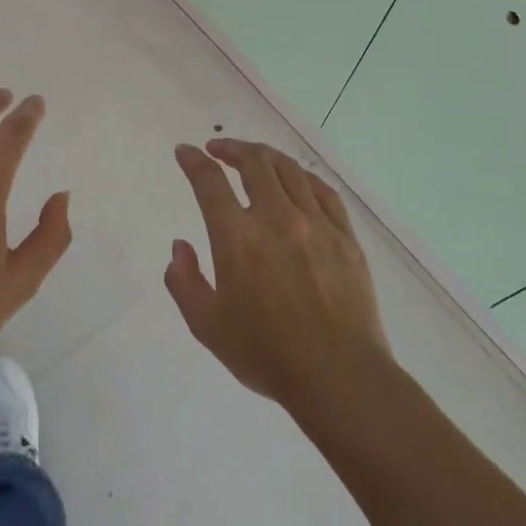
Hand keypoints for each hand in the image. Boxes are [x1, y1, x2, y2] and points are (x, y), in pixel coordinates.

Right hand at [166, 139, 391, 412]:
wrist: (339, 376)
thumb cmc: (266, 354)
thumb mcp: (207, 326)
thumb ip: (184, 281)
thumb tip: (180, 246)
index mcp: (237, 238)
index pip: (209, 182)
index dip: (193, 161)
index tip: (185, 152)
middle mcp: (276, 218)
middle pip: (253, 162)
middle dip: (231, 148)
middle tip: (218, 149)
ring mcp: (316, 224)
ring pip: (289, 170)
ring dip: (265, 156)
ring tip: (253, 158)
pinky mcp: (345, 236)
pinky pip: (323, 191)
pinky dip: (302, 177)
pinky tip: (296, 180)